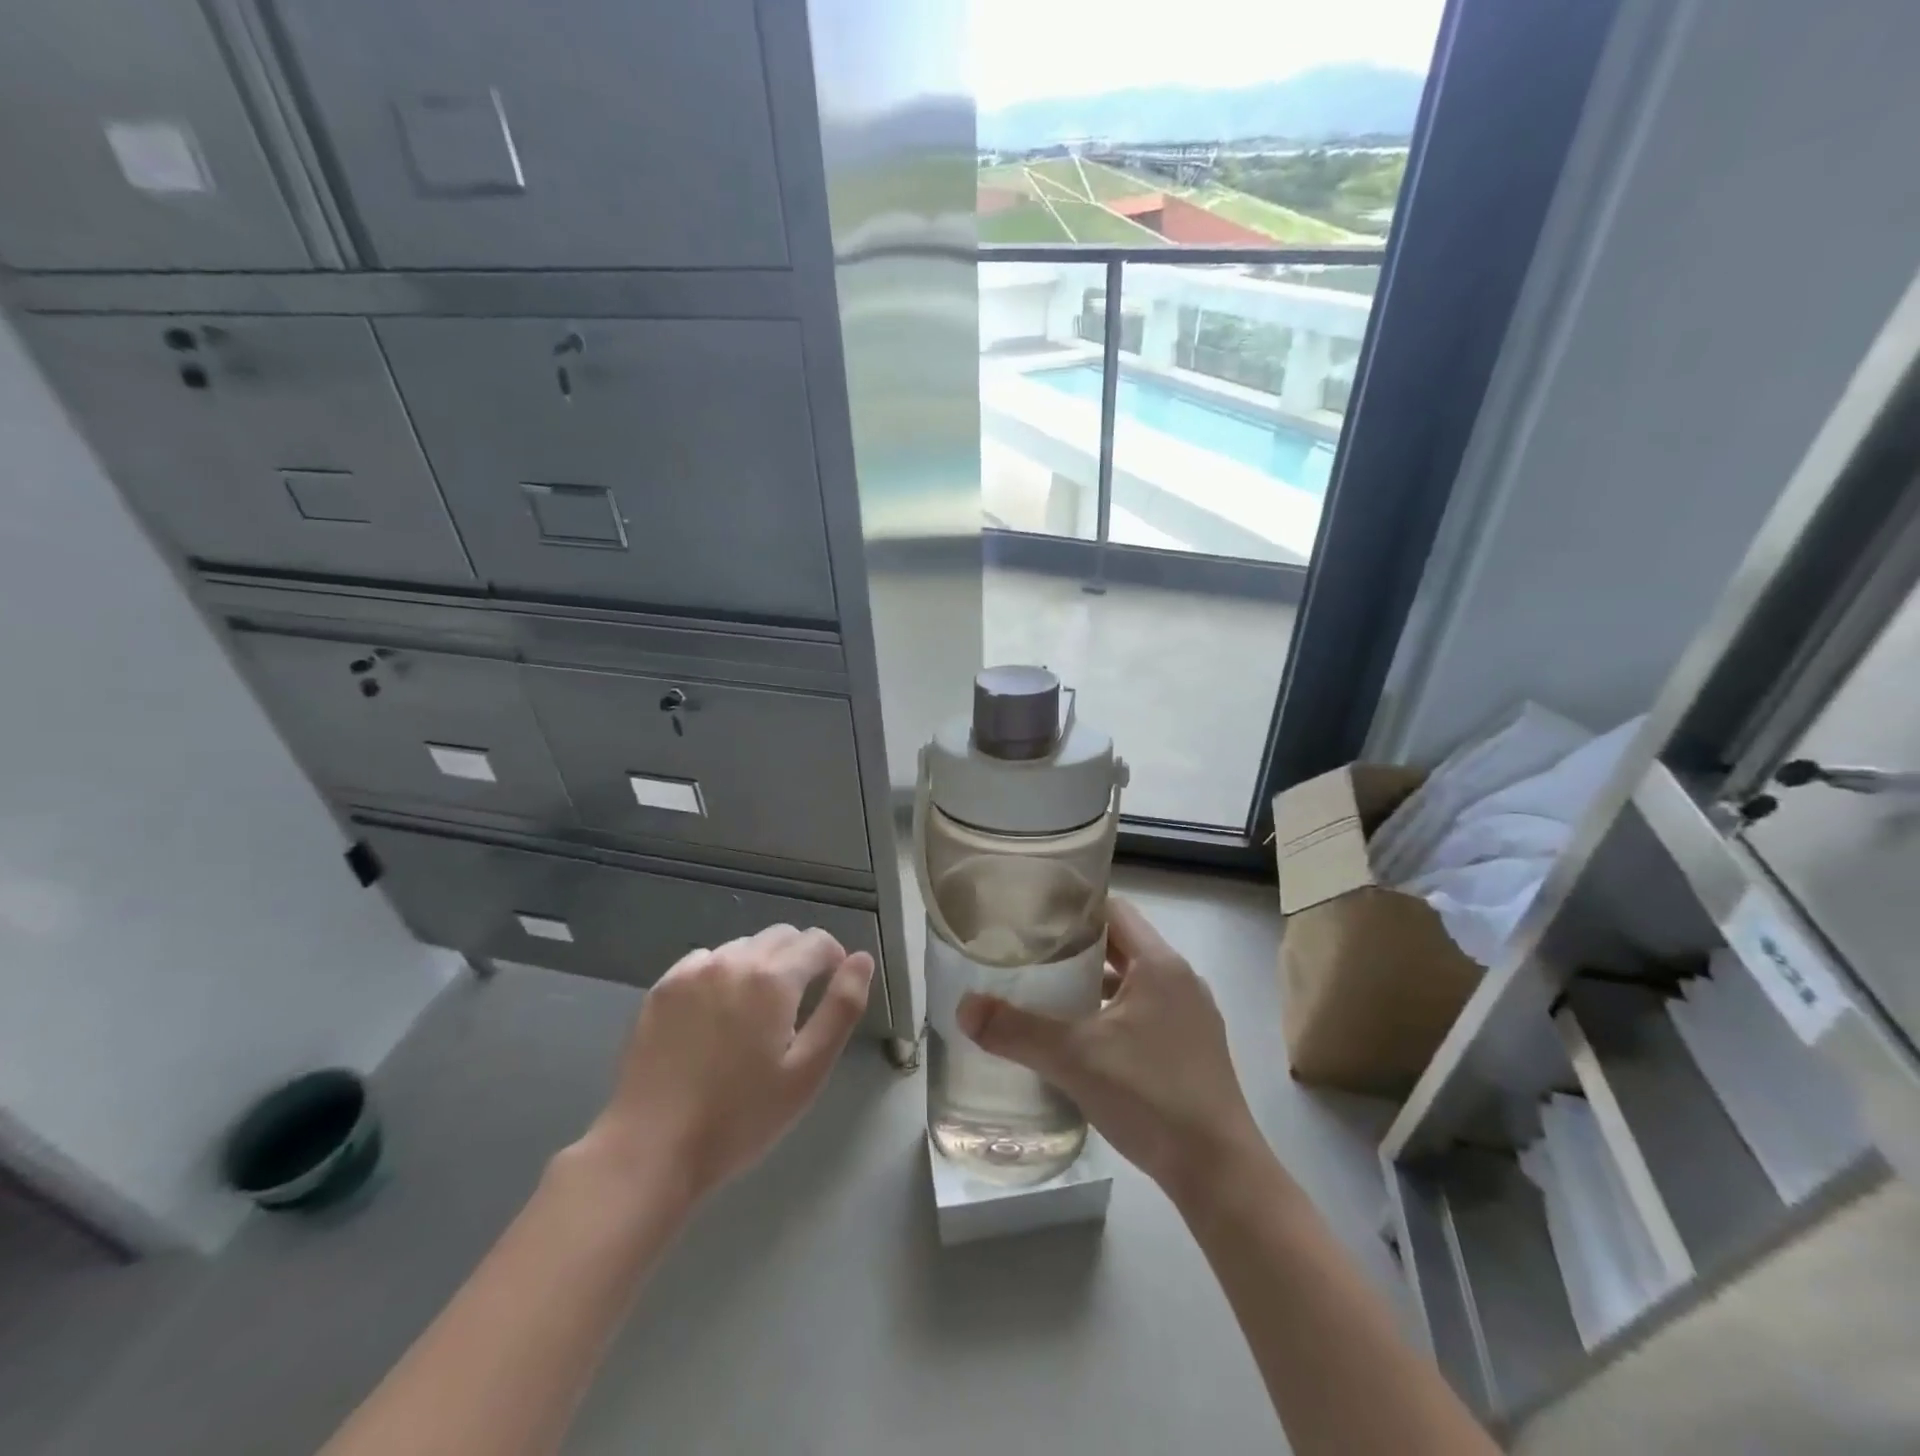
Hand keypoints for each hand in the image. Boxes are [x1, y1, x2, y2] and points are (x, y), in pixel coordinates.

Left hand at [577, 925, 873, 1206]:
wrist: (650, 1149)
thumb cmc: (740, 1117)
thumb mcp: (808, 1071)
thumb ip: (842, 1008)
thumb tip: (862, 960)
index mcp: (773, 979)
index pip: (817, 941)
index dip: (834, 960)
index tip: (831, 990)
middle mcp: (733, 960)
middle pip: (781, 935)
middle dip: (799, 958)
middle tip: (797, 1007)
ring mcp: (692, 971)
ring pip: (743, 947)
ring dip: (760, 965)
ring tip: (755, 1014)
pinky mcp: (661, 988)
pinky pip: (705, 961)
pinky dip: (721, 974)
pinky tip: (715, 1015)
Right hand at [956, 898, 1264, 1206]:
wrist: (1219, 1172)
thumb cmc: (1151, 1096)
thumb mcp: (1075, 1059)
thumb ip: (1017, 1030)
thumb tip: (964, 1008)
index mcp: (1160, 964)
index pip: (1113, 910)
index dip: (1073, 909)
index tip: (1033, 918)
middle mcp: (1180, 980)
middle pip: (1121, 944)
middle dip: (1075, 948)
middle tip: (1028, 955)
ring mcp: (1191, 1016)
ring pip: (1132, 982)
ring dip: (1094, 984)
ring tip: (1047, 995)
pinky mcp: (1192, 1049)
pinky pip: (1144, 1012)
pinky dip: (1112, 1014)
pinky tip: (1083, 1040)